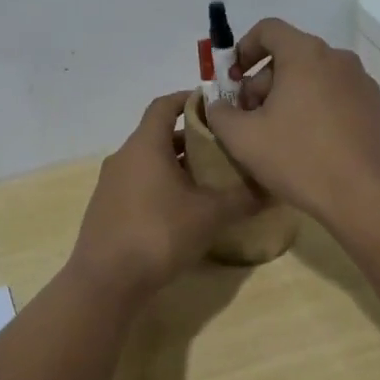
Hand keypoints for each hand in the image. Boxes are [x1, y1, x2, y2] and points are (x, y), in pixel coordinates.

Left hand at [66, 92, 260, 298]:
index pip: (165, 104)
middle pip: (159, 134)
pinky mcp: (107, 208)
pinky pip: (138, 184)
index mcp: (145, 145)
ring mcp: (111, 183)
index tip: (216, 104)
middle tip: (223, 148)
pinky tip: (183, 209)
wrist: (106, 281)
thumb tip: (273, 188)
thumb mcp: (209, 215)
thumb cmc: (159, 233)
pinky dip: (161, 185)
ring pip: (149, 161)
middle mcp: (125, 156)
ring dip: (176, 164)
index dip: (189, 99)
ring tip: (209, 179)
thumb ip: (242, 198)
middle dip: (191, 138)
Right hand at [203, 19, 379, 231]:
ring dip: (292, 97)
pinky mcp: (379, 110)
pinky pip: (339, 99)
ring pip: (316, 78)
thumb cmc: (301, 159)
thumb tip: (219, 106)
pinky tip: (313, 147)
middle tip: (250, 117)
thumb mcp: (243, 139)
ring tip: (280, 135)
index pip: (268, 29)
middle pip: (292, 56)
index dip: (243, 48)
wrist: (370, 198)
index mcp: (305, 55)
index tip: (232, 80)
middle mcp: (339, 59)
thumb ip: (220, 114)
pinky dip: (320, 111)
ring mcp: (364, 84)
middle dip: (264, 81)